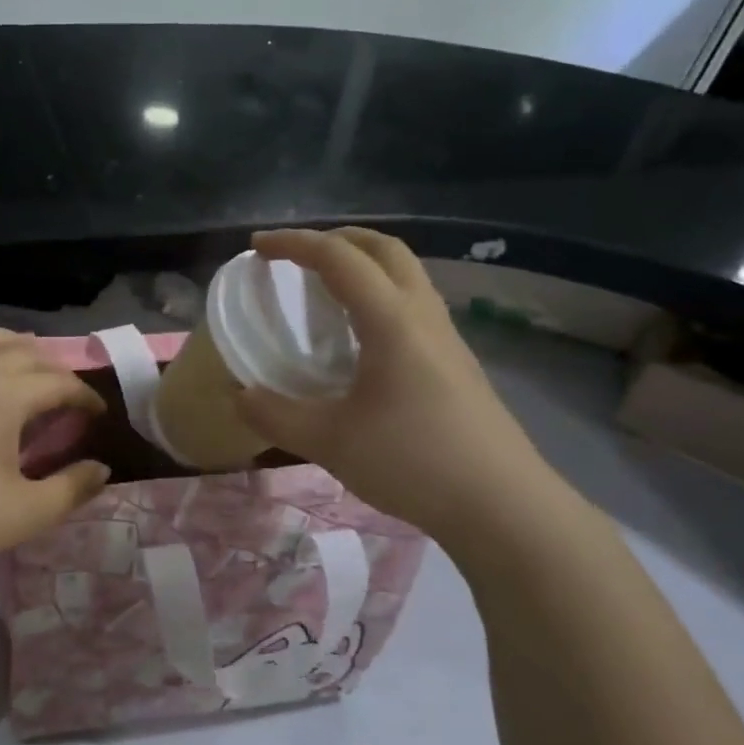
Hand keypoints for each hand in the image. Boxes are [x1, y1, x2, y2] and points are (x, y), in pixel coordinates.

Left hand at [0, 329, 110, 577]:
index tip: (99, 415)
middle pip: (21, 354)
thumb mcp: (31, 511)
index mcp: (5, 397)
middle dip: (52, 367)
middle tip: (67, 391)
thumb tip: (102, 469)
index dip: (84, 396)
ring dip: (6, 343)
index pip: (57, 384)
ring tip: (23, 351)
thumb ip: (73, 487)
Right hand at [235, 228, 558, 546]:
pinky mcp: (457, 362)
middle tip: (297, 256)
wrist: (503, 506)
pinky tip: (361, 337)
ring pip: (405, 274)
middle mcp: (423, 315)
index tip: (257, 247)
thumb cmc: (413, 463)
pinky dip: (380, 294)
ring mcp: (447, 337)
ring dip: (363, 264)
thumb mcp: (330, 442)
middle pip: (383, 248)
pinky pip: (414, 304)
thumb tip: (240, 396)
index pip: (338, 258)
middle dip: (336, 238)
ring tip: (326, 289)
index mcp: (391, 321)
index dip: (294, 244)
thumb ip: (277, 415)